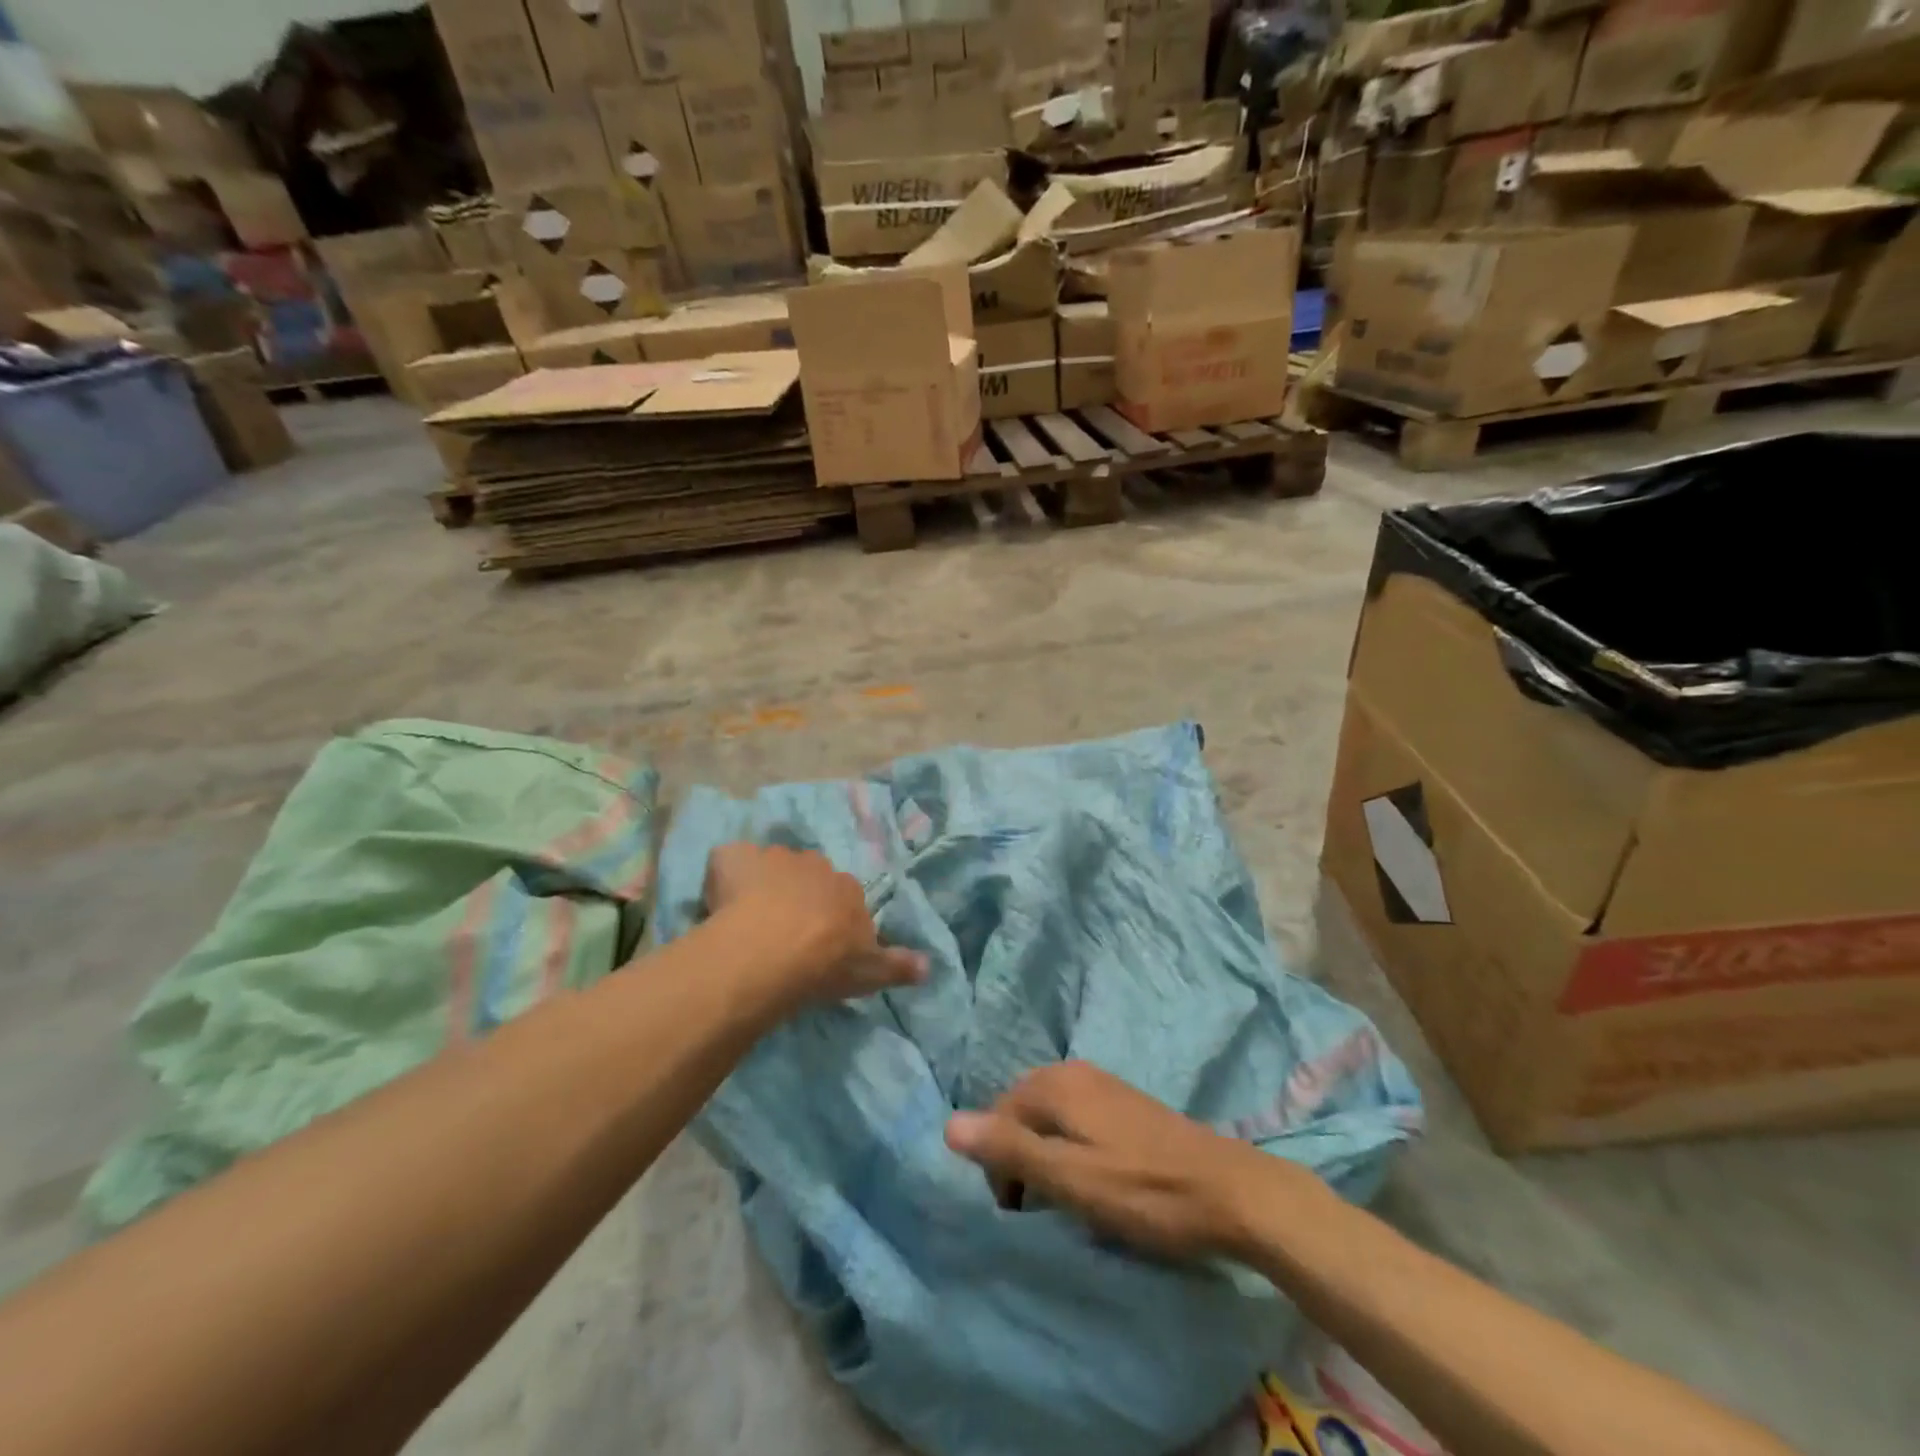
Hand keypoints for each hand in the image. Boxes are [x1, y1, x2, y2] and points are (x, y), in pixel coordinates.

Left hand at [704, 843, 925, 1005]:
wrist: (771, 952)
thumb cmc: (824, 964)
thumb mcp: (869, 973)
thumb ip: (899, 966)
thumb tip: (930, 965)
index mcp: (848, 888)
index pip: (843, 897)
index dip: (830, 918)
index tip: (819, 944)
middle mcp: (815, 864)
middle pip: (808, 876)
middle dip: (798, 896)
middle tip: (783, 933)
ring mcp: (773, 857)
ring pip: (769, 867)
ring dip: (763, 885)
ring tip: (748, 922)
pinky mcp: (734, 858)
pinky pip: (730, 861)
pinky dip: (725, 875)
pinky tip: (718, 903)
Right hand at [946, 1062, 1303, 1261]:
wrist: (1231, 1191)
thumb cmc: (1144, 1190)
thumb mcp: (1069, 1179)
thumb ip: (1009, 1150)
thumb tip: (948, 1124)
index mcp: (1055, 1084)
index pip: (997, 1115)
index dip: (998, 1165)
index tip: (1018, 1212)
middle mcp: (1074, 1072)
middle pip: (1021, 1111)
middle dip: (1019, 1157)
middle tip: (1039, 1208)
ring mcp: (1102, 1084)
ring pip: (1049, 1117)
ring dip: (1044, 1155)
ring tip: (1065, 1199)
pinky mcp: (1124, 1103)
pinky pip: (1075, 1119)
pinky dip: (1069, 1148)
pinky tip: (1092, 1179)